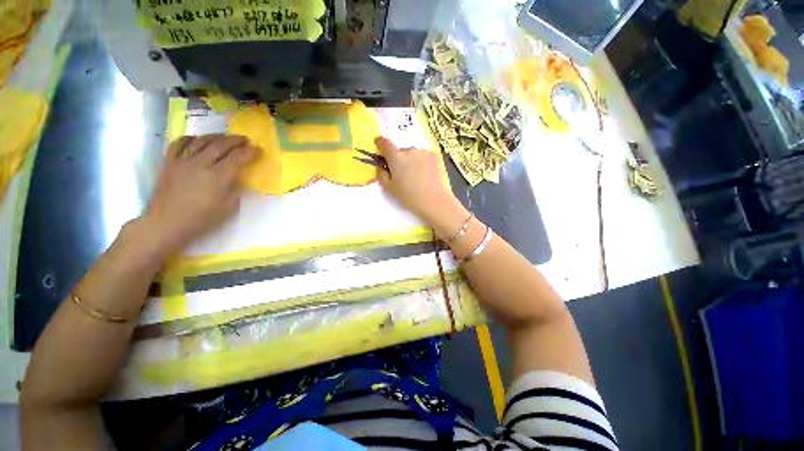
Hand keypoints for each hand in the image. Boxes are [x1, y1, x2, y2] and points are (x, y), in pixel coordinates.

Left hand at [140, 134, 257, 255]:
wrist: (167, 222)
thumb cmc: (201, 218)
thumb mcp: (228, 207)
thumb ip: (236, 189)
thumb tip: (240, 178)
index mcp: (218, 176)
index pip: (237, 158)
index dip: (249, 152)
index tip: (258, 149)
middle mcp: (201, 163)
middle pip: (220, 145)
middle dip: (235, 140)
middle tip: (245, 139)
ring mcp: (183, 161)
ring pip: (201, 141)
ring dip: (216, 137)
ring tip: (225, 137)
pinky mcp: (169, 162)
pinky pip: (179, 144)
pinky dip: (189, 138)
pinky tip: (196, 139)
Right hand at [375, 137, 463, 227]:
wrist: (432, 200)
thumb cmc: (408, 196)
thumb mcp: (389, 188)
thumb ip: (381, 175)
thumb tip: (382, 167)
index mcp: (396, 157)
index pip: (384, 143)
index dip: (380, 142)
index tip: (378, 144)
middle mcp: (409, 150)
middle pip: (399, 151)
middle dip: (398, 159)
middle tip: (400, 173)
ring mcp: (422, 152)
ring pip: (412, 154)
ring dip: (410, 161)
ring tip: (414, 176)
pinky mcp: (433, 156)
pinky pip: (422, 156)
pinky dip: (420, 162)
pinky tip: (423, 175)